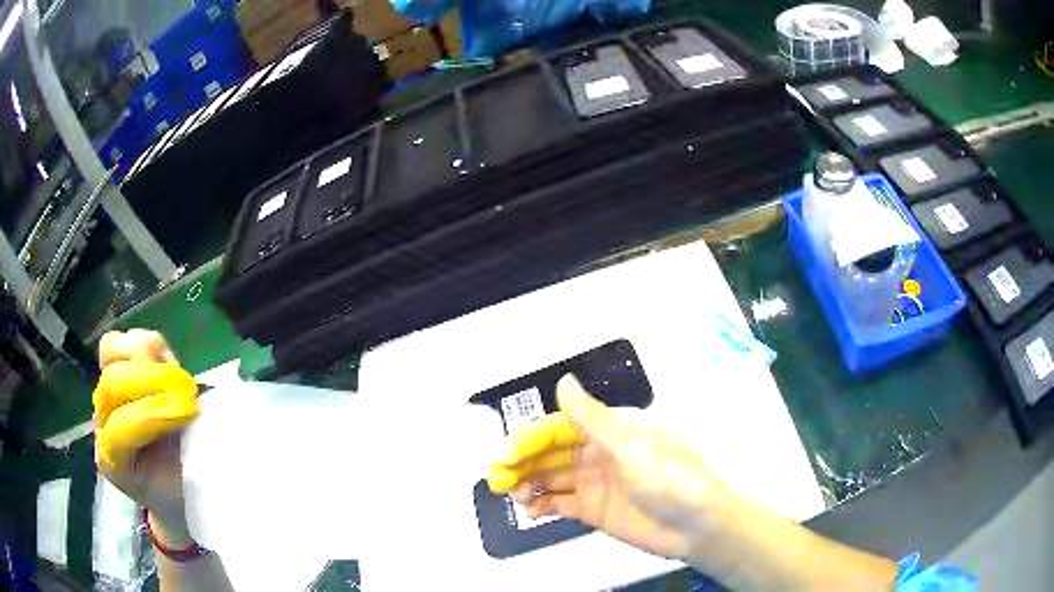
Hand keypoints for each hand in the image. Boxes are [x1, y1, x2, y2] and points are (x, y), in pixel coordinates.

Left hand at [94, 329, 199, 547]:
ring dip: (147, 359)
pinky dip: (148, 344)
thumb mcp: (187, 488)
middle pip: (113, 383)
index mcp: (113, 463)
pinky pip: (122, 340)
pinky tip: (167, 364)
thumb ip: (182, 460)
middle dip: (153, 382)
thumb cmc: (182, 491)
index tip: (190, 414)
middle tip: (188, 394)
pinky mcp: (115, 369)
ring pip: (111, 352)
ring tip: (174, 376)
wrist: (172, 489)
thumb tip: (193, 419)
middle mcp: (101, 424)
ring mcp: (105, 395)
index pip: (120, 428)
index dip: (154, 416)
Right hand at [489, 374, 727, 559]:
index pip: (560, 427)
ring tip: (513, 494)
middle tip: (498, 476)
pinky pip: (560, 503)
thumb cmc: (670, 478)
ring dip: (528, 482)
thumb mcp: (632, 446)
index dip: (531, 438)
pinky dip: (541, 504)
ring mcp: (594, 482)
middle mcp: (598, 452)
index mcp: (610, 429)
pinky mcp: (593, 509)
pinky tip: (530, 510)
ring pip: (550, 477)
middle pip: (550, 453)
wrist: (697, 526)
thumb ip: (592, 418)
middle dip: (523, 461)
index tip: (507, 453)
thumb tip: (563, 381)